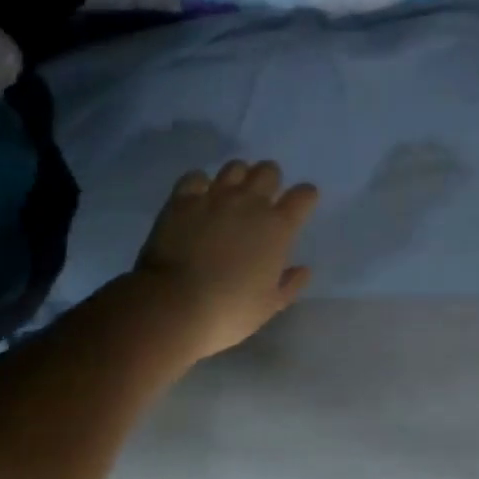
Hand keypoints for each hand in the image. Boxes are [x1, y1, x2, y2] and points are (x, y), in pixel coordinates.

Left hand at [118, 159, 319, 365]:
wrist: (174, 306)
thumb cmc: (228, 311)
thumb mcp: (268, 306)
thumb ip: (290, 284)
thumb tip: (303, 269)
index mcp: (277, 226)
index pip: (303, 195)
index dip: (305, 197)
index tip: (301, 205)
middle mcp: (250, 202)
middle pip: (269, 170)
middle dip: (270, 180)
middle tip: (261, 199)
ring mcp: (215, 196)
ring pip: (235, 167)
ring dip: (238, 177)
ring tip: (230, 194)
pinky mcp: (183, 199)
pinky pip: (196, 176)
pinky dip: (199, 184)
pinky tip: (198, 197)